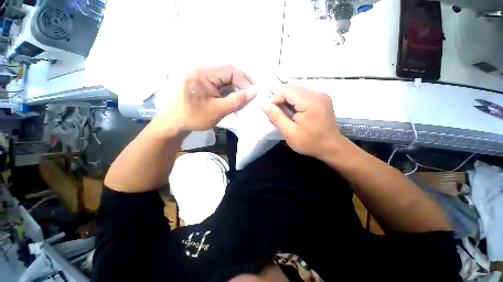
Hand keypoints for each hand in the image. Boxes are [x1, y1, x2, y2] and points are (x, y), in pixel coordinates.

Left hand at [165, 65, 255, 131]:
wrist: (176, 123)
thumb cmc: (195, 117)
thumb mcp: (217, 110)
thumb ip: (236, 101)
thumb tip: (253, 92)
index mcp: (202, 74)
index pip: (229, 70)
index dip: (243, 80)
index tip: (252, 93)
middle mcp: (202, 71)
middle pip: (227, 72)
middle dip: (241, 81)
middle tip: (252, 91)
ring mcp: (202, 76)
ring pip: (224, 78)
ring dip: (236, 86)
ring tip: (245, 95)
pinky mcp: (203, 83)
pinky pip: (219, 83)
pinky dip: (229, 90)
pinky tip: (234, 96)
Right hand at [260, 83, 341, 160]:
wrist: (331, 148)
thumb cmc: (310, 142)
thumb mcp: (289, 132)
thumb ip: (275, 116)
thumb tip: (262, 103)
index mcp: (310, 101)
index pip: (286, 89)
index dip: (275, 99)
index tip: (274, 113)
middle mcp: (317, 93)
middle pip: (292, 88)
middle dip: (281, 100)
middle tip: (280, 116)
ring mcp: (321, 95)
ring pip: (297, 91)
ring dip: (288, 102)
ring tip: (288, 116)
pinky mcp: (322, 99)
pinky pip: (303, 95)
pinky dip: (295, 103)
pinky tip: (296, 114)